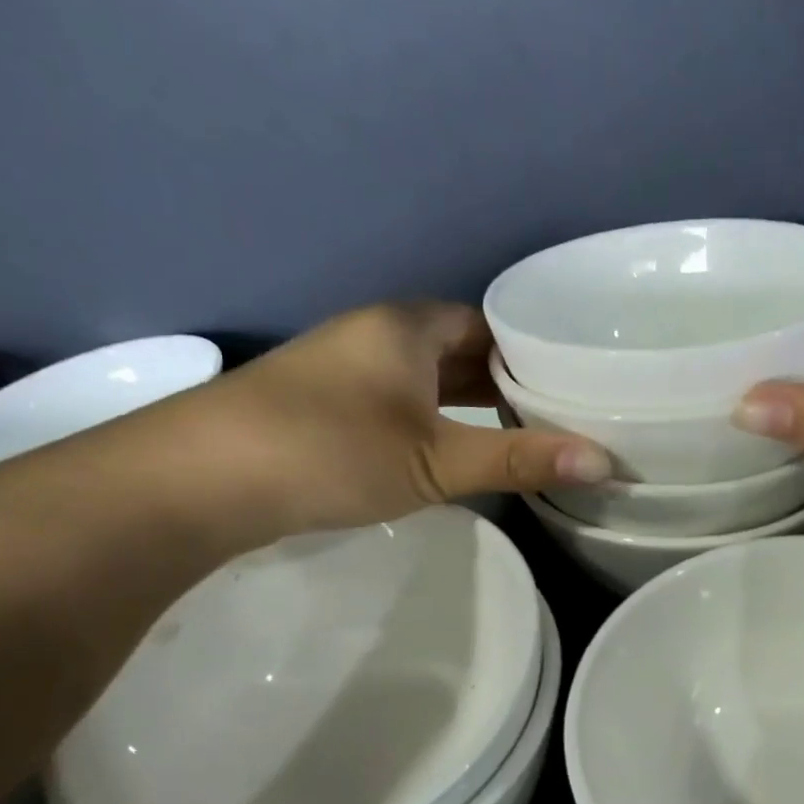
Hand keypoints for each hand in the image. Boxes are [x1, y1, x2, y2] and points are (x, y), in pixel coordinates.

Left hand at [170, 300, 609, 540]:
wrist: (197, 480)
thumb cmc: (329, 450)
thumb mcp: (436, 459)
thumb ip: (519, 459)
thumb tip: (606, 460)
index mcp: (407, 326)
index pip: (488, 323)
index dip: (532, 350)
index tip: (575, 384)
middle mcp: (376, 335)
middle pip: (459, 350)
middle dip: (505, 380)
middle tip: (559, 416)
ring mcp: (345, 370)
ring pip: (426, 379)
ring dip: (467, 403)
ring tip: (519, 437)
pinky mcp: (323, 406)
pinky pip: (399, 402)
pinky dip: (433, 420)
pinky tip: (450, 451)